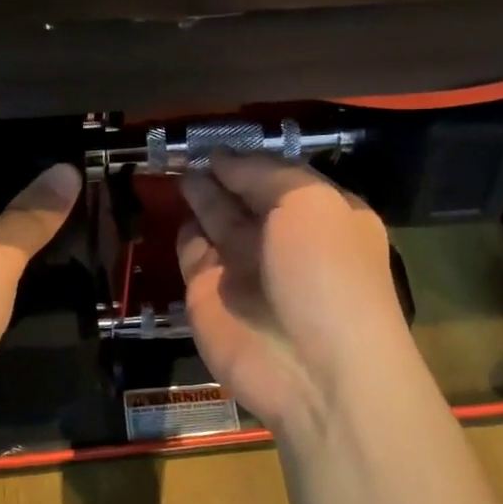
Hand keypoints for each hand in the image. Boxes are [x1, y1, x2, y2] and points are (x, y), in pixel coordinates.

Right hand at [177, 151, 418, 434]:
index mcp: (321, 215)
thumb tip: (223, 159)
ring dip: (200, 194)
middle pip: (245, 195)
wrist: (312, 368)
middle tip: (187, 145)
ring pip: (216, 220)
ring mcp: (245, 268)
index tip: (219, 134)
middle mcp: (283, 239)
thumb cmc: (325, 274)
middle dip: (220, 172)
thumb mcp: (308, 203)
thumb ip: (263, 174)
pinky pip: (193, 253)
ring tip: (176, 166)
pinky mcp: (210, 296)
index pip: (280, 174)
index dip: (251, 155)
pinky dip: (185, 234)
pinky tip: (178, 211)